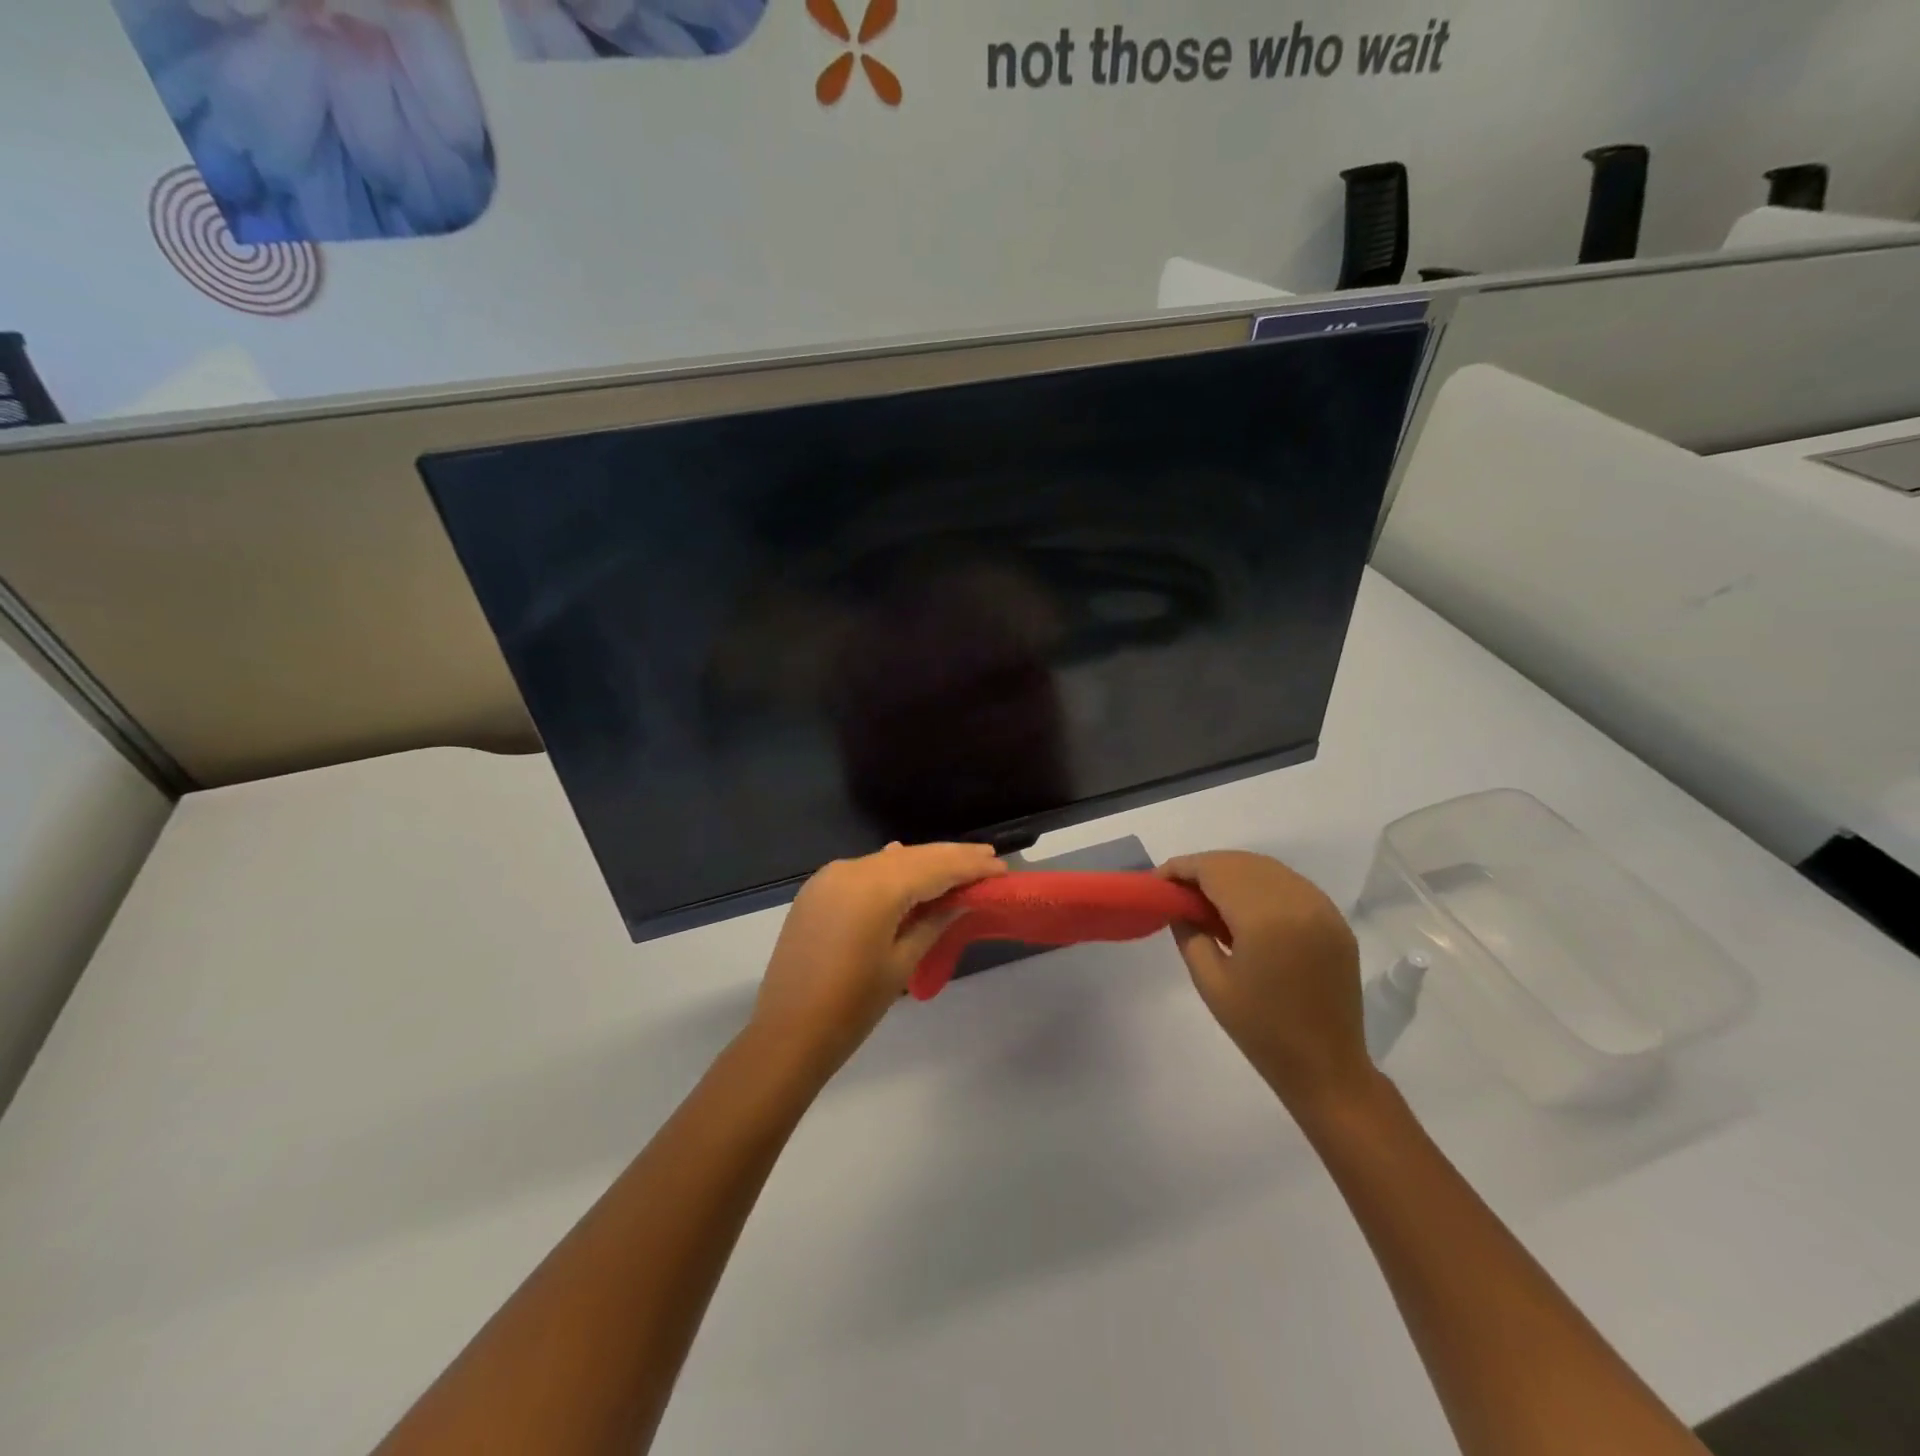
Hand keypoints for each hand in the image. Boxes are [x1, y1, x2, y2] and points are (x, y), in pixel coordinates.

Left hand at [752, 842, 1006, 1073]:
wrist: (787, 1034)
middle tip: (988, 857)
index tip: (1000, 866)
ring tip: (958, 864)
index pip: (934, 867)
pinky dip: (891, 871)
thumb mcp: (902, 962)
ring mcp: (829, 877)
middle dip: (950, 857)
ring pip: (888, 861)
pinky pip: (864, 871)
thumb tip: (961, 898)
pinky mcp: (816, 890)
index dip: (969, 866)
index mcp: (876, 887)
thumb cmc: (852, 1006)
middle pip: (912, 857)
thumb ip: (933, 921)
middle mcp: (851, 869)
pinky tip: (909, 868)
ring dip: (922, 862)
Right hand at [1161, 851, 1374, 1114]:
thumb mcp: (1210, 982)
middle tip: (1178, 889)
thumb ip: (1190, 933)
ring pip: (1266, 868)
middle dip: (1205, 868)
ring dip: (1232, 872)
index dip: (1182, 868)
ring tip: (1207, 896)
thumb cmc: (1261, 1030)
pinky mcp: (1334, 920)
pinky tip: (1244, 906)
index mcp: (1264, 917)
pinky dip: (1260, 883)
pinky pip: (1289, 883)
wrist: (1326, 1067)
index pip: (1214, 870)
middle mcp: (1296, 900)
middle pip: (1240, 862)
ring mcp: (1321, 907)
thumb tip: (1179, 905)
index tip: (1158, 880)